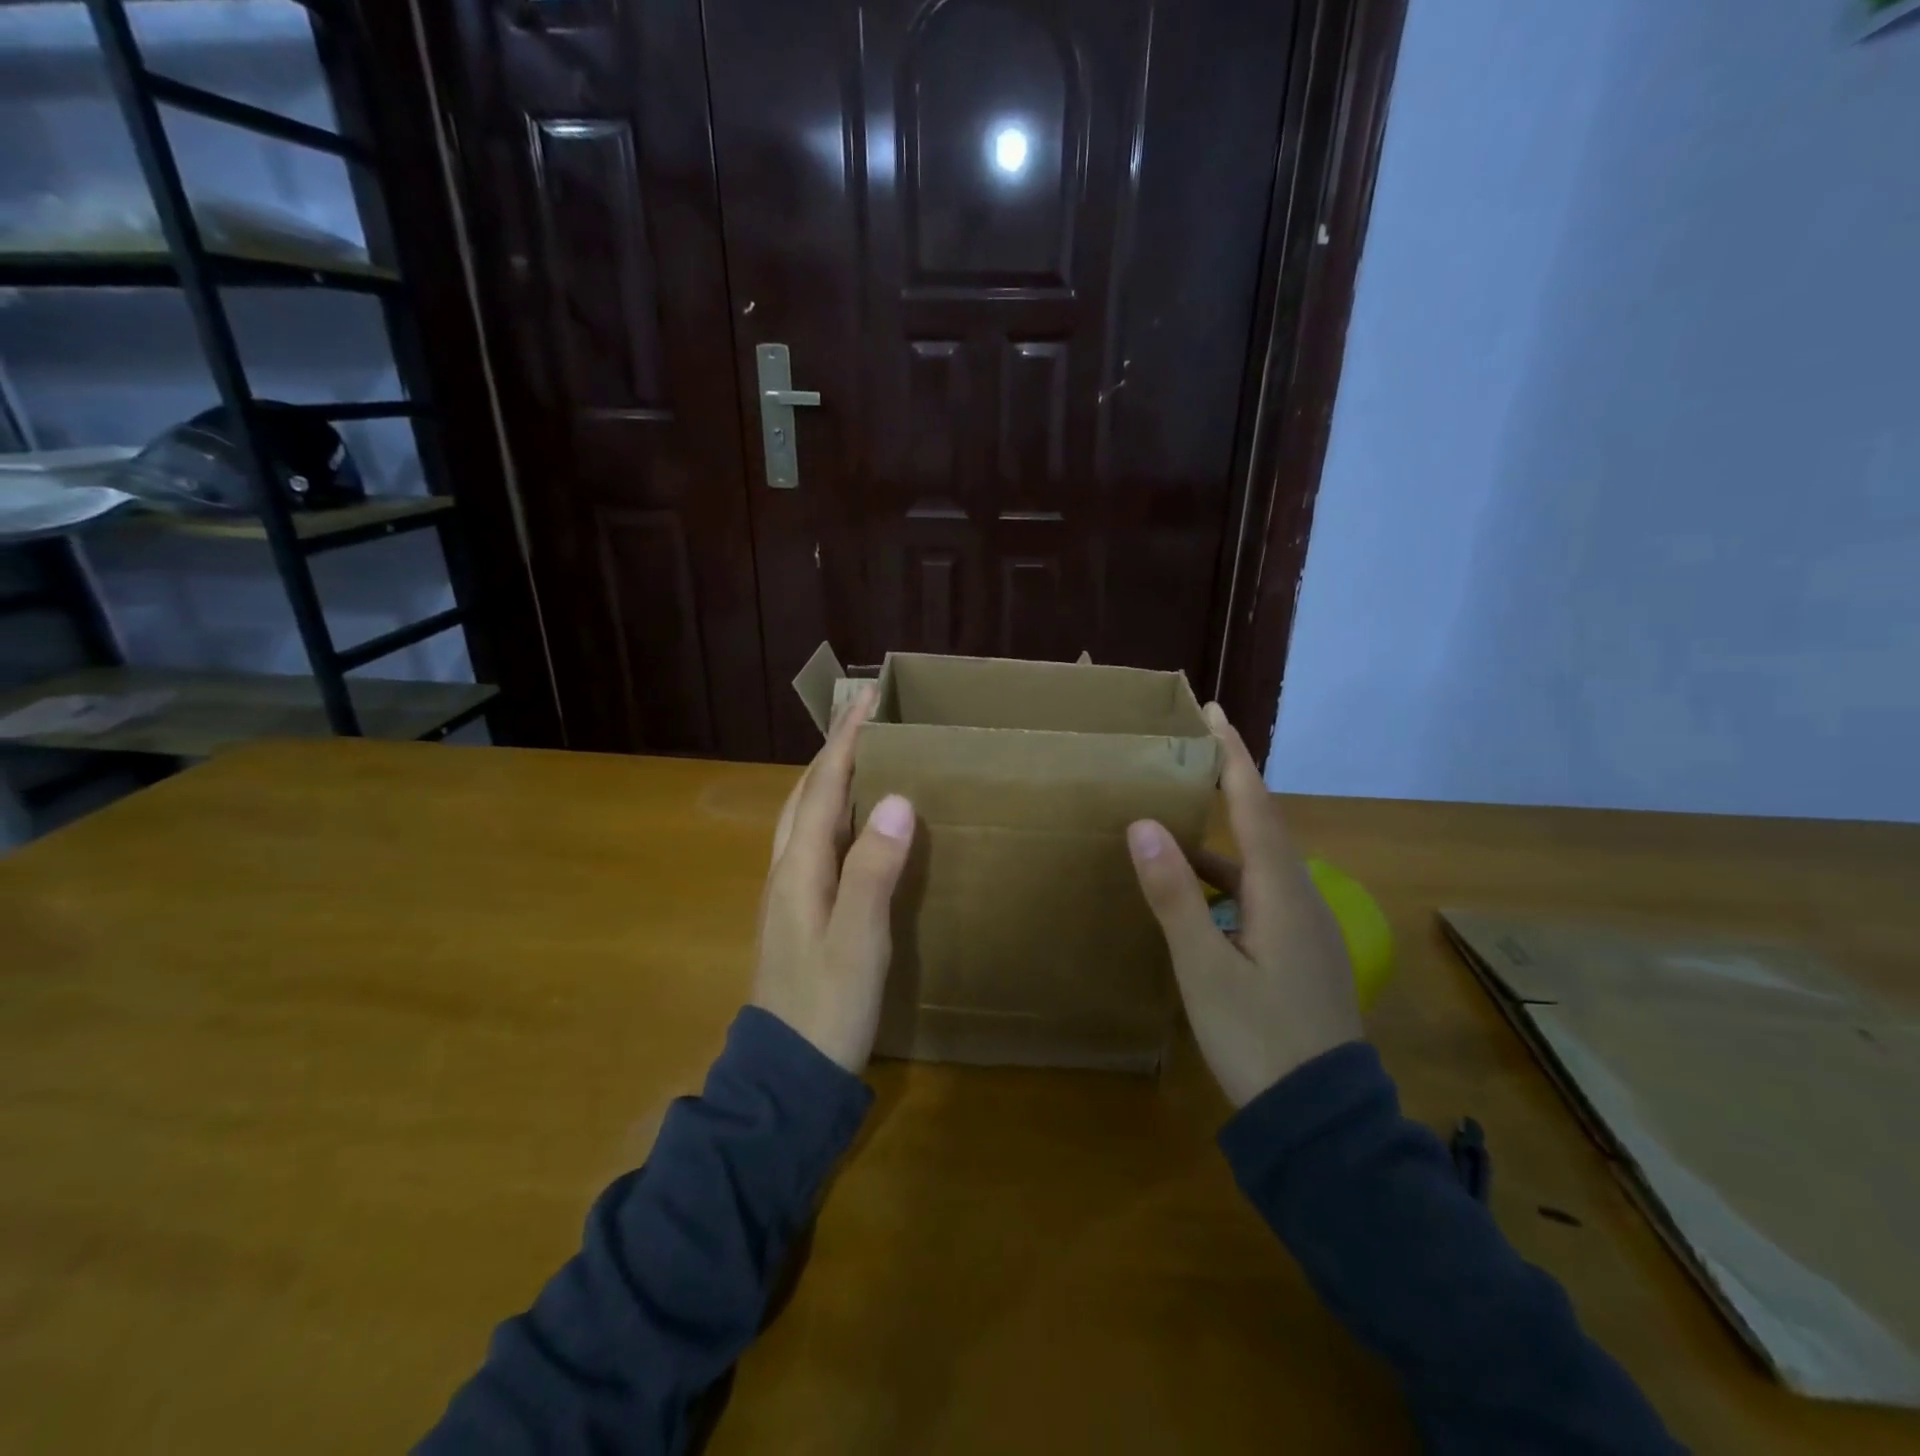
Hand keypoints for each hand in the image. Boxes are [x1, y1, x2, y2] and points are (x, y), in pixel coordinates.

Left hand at [751, 686, 916, 1073]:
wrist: (786, 1076)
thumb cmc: (827, 1008)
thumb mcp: (858, 941)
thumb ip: (874, 870)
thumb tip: (896, 799)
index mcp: (799, 869)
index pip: (823, 788)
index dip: (845, 742)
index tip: (866, 699)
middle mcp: (786, 871)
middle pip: (806, 795)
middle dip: (833, 751)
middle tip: (864, 720)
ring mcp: (786, 893)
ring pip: (804, 818)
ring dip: (828, 779)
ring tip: (860, 757)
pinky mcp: (796, 913)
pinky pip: (813, 842)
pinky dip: (831, 813)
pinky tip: (852, 824)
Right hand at [1126, 703, 1361, 1106]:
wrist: (1323, 1122)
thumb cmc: (1259, 1038)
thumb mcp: (1204, 968)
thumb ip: (1174, 895)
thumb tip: (1143, 823)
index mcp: (1280, 889)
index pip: (1253, 802)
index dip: (1231, 754)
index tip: (1212, 712)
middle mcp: (1298, 896)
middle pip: (1260, 824)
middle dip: (1227, 782)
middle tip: (1188, 752)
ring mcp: (1303, 927)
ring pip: (1256, 863)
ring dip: (1219, 837)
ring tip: (1174, 821)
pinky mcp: (1298, 952)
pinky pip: (1256, 894)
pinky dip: (1222, 880)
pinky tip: (1194, 897)